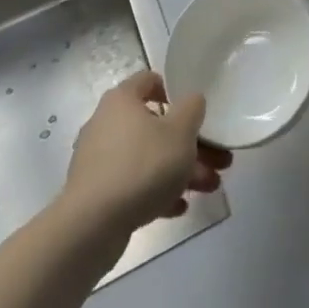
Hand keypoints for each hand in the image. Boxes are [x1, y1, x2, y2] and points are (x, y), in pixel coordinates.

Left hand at [65, 70, 231, 234]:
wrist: (91, 227)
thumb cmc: (142, 166)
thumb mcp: (181, 131)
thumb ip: (192, 108)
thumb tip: (191, 102)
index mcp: (122, 100)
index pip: (149, 80)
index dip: (174, 91)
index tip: (194, 111)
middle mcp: (106, 123)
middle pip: (155, 125)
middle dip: (190, 143)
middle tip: (217, 160)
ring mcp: (99, 160)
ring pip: (147, 157)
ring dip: (179, 170)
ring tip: (209, 187)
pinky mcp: (96, 193)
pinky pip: (132, 183)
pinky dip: (156, 190)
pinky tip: (178, 207)